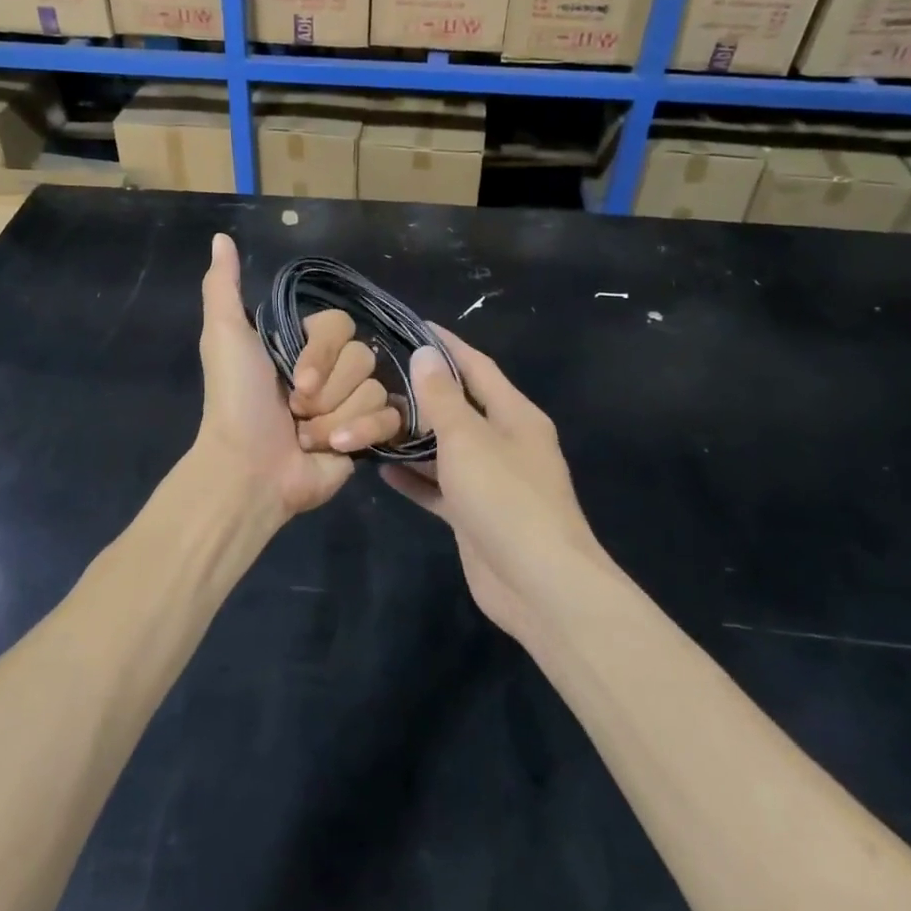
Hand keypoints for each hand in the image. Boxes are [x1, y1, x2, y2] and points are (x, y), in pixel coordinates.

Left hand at [192, 234, 402, 521]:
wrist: (250, 469)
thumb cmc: (237, 401)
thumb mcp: (225, 336)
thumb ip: (222, 286)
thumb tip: (220, 238)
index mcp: (302, 345)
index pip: (341, 325)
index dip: (322, 352)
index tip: (293, 377)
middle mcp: (329, 371)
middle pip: (362, 357)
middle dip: (327, 388)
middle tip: (295, 409)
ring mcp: (350, 404)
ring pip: (374, 389)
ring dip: (335, 416)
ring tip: (307, 435)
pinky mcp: (367, 436)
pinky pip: (389, 419)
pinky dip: (359, 433)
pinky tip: (333, 448)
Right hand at [379, 325, 600, 638]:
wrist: (539, 584)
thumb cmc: (505, 497)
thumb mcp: (468, 439)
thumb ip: (442, 397)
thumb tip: (425, 353)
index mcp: (514, 415)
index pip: (476, 366)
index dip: (447, 345)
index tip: (412, 326)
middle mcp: (505, 442)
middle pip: (460, 407)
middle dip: (422, 393)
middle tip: (377, 376)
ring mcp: (491, 481)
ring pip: (446, 449)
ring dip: (413, 437)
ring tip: (371, 419)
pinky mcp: (475, 515)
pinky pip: (439, 487)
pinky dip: (415, 478)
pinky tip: (381, 470)